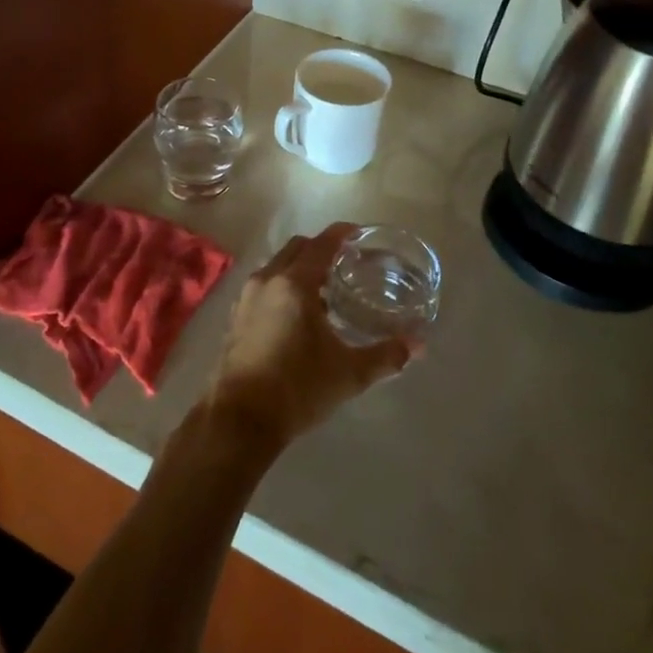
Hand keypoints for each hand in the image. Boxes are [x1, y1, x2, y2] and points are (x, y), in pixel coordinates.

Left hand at [203, 224, 411, 450]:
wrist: (240, 418)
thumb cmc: (298, 388)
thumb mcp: (349, 373)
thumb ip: (385, 356)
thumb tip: (417, 345)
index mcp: (295, 284)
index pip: (322, 244)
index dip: (341, 234)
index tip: (358, 233)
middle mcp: (267, 280)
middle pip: (297, 248)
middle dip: (320, 248)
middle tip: (345, 263)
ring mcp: (246, 297)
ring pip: (277, 266)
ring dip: (300, 269)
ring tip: (325, 292)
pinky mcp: (235, 316)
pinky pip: (264, 286)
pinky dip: (282, 287)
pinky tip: (298, 316)